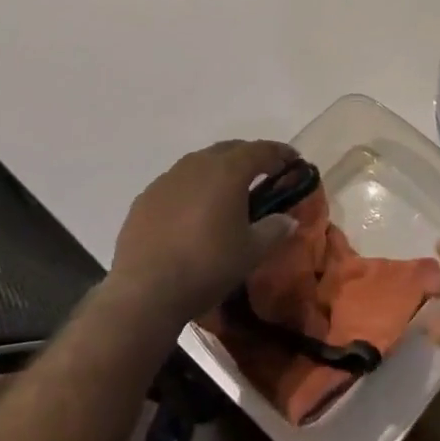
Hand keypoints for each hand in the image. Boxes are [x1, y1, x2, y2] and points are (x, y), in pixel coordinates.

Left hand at [108, 139, 298, 333]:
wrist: (145, 291)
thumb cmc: (207, 266)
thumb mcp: (251, 251)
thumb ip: (274, 229)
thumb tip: (288, 219)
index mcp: (227, 170)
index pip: (261, 150)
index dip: (281, 153)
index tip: (294, 161)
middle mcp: (196, 164)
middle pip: (229, 149)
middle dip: (250, 157)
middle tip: (265, 174)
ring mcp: (166, 179)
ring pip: (200, 163)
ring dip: (219, 171)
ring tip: (229, 192)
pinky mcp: (145, 197)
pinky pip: (177, 183)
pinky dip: (193, 189)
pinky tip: (194, 212)